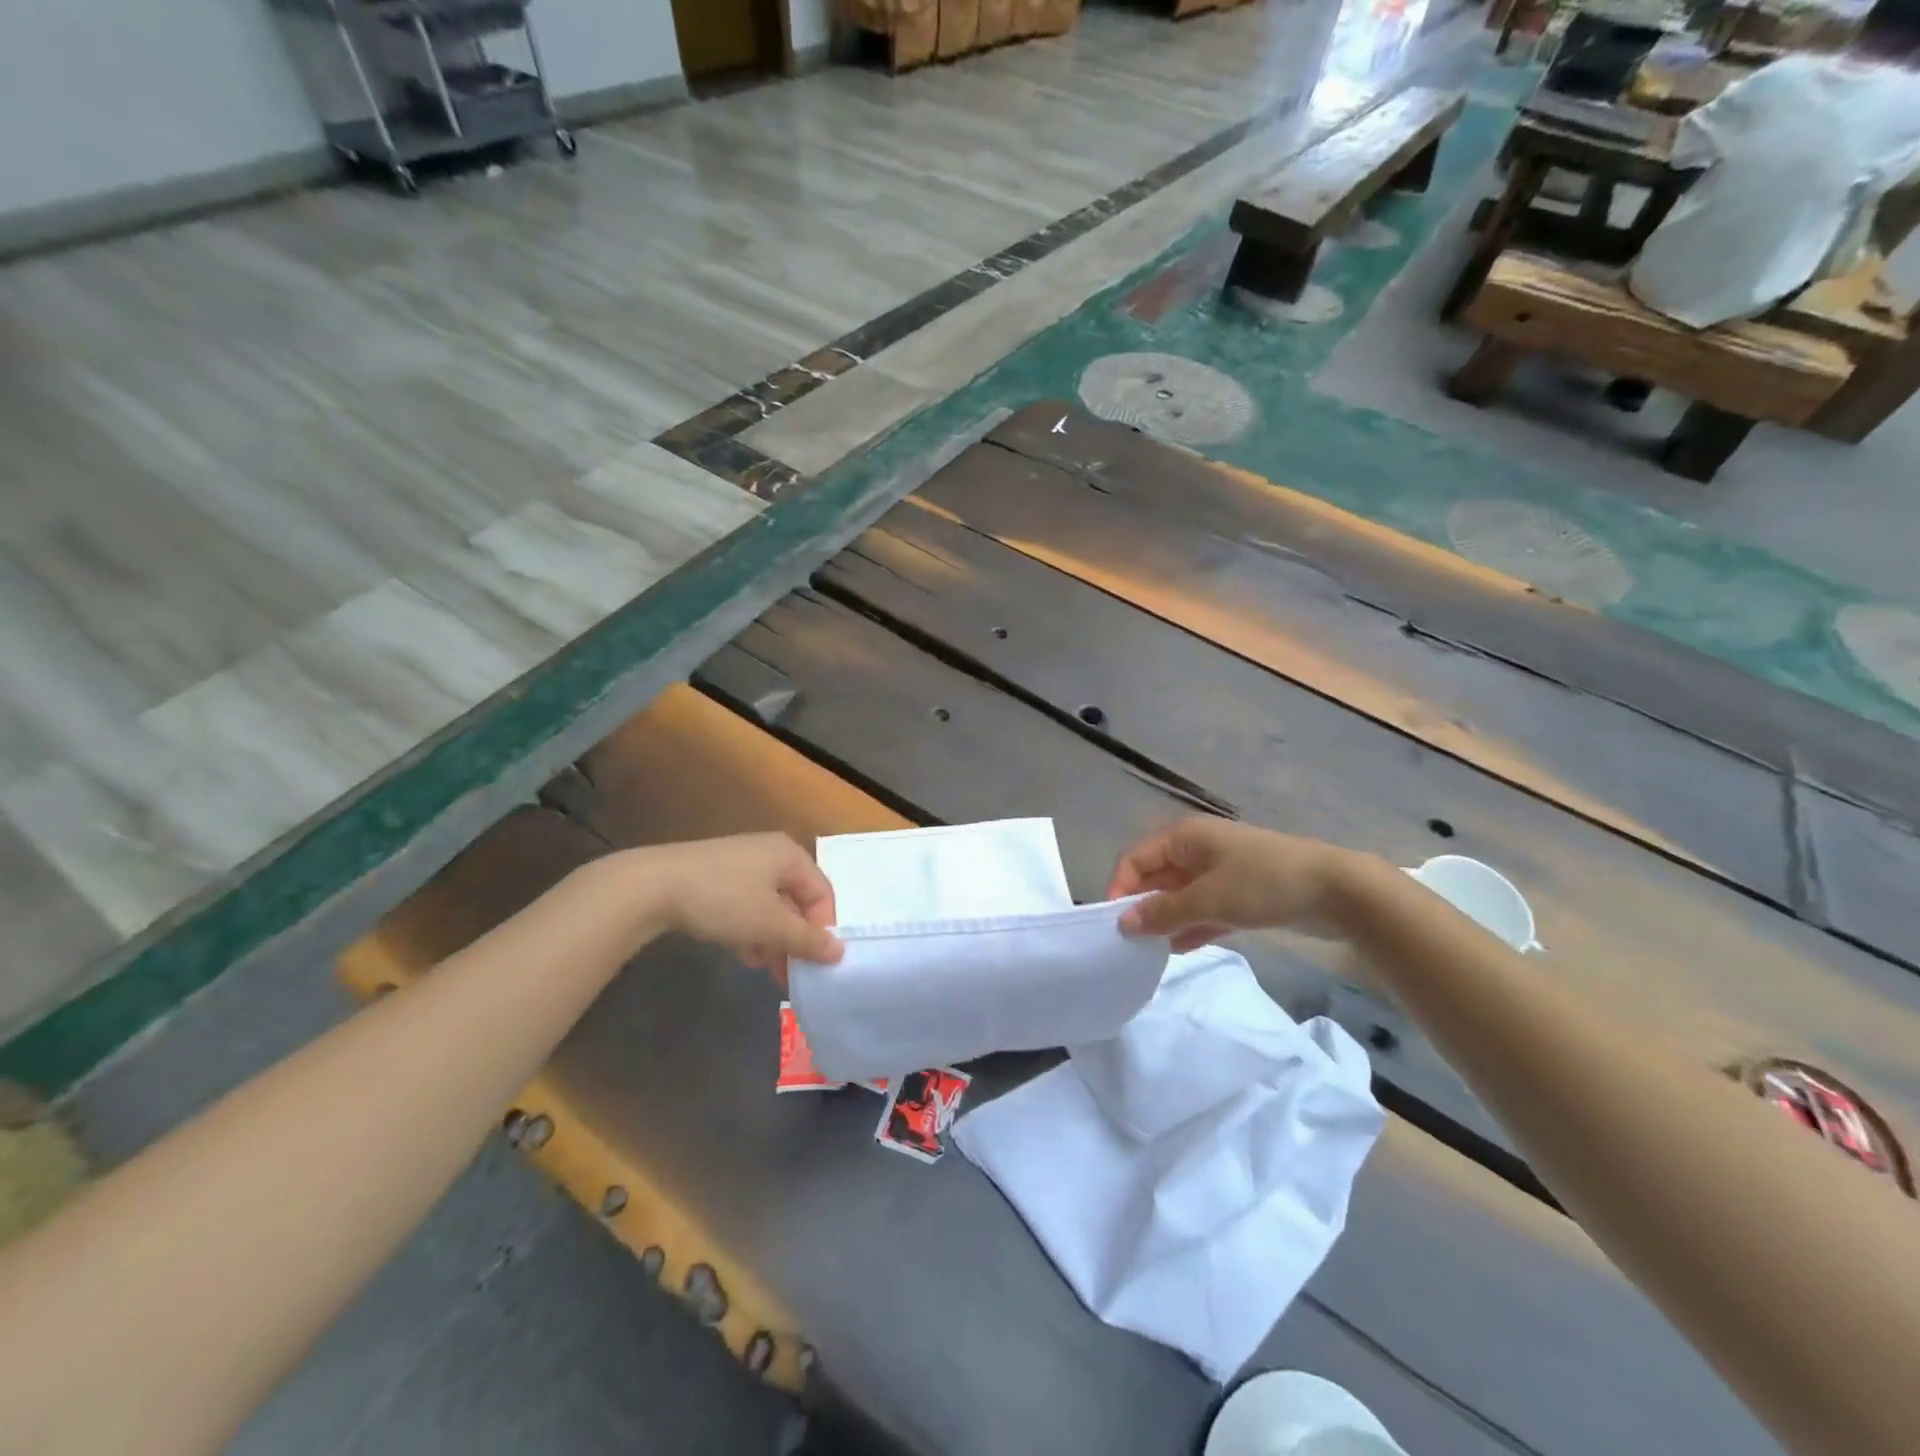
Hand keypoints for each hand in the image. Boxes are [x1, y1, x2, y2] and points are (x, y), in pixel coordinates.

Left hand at [631, 833, 842, 985]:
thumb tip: (840, 952)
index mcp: (790, 855)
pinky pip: (746, 905)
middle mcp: (770, 853)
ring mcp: (741, 864)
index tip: (816, 963)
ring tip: (768, 970)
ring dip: (774, 939)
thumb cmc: (724, 899)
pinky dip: (751, 929)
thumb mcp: (770, 924)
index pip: (822, 893)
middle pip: (796, 901)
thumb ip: (807, 940)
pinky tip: (744, 955)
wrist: (652, 886)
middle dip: (796, 939)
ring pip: (770, 906)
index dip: (824, 929)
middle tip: (794, 974)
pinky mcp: (716, 877)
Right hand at [1106, 818, 1370, 951]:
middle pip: (1155, 877)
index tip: (1115, 924)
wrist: (1337, 890)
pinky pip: (1203, 909)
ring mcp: (1220, 871)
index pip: (1135, 858)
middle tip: (1132, 943)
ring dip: (1166, 920)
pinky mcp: (1240, 893)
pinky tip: (1179, 950)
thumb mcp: (1207, 899)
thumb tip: (1123, 923)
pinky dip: (1190, 926)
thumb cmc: (1263, 884)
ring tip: (1151, 952)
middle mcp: (1196, 849)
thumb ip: (1163, 912)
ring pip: (1179, 896)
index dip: (1120, 887)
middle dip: (1142, 907)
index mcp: (1184, 837)